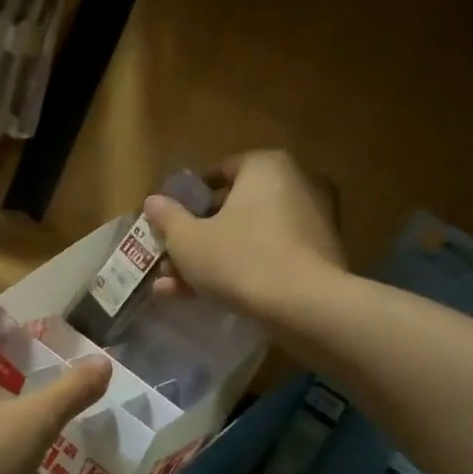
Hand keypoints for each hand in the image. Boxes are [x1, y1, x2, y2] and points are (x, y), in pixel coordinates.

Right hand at [145, 151, 347, 323]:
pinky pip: (269, 256)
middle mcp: (296, 184)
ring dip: (212, 259)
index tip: (169, 222)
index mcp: (266, 167)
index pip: (219, 172)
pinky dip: (241, 271)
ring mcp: (312, 222)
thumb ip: (167, 217)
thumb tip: (153, 201)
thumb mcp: (187, 240)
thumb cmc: (239, 259)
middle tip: (168, 259)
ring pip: (248, 237)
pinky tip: (207, 297)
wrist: (304, 307)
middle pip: (233, 209)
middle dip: (197, 236)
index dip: (188, 199)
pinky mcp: (319, 258)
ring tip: (176, 288)